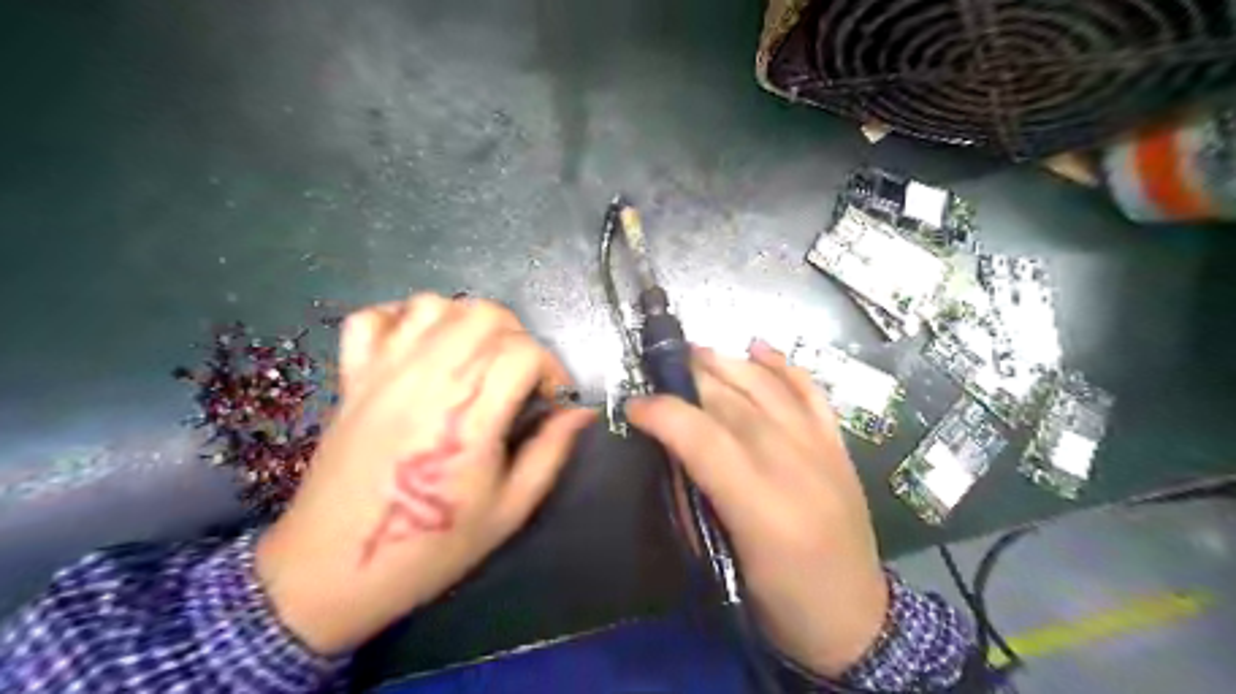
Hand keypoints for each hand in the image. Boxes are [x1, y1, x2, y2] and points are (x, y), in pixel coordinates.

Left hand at [252, 293, 593, 656]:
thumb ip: (551, 452)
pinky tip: (420, 348)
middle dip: (518, 337)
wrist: (331, 571)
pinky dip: (402, 319)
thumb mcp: (509, 511)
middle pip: (485, 315)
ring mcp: (383, 373)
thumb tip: (581, 412)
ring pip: (435, 305)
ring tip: (476, 358)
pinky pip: (373, 318)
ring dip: (467, 321)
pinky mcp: (351, 377)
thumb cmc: (431, 547)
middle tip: (521, 375)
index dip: (552, 368)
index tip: (553, 398)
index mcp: (470, 417)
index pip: (524, 352)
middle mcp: (427, 381)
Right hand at [629, 340, 887, 676]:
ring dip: (728, 363)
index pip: (702, 437)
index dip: (663, 413)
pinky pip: (811, 392)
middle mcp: (793, 464)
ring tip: (697, 351)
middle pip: (733, 402)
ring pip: (769, 387)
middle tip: (659, 370)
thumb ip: (694, 502)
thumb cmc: (780, 601)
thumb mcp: (722, 563)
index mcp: (760, 505)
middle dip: (690, 380)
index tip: (634, 406)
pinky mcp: (839, 445)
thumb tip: (671, 453)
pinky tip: (758, 347)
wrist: (857, 619)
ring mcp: (821, 449)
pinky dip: (783, 366)